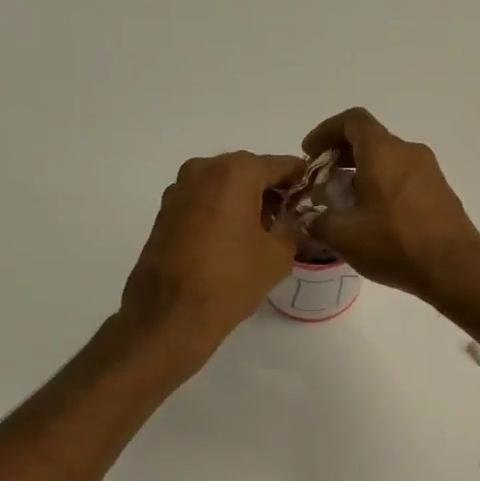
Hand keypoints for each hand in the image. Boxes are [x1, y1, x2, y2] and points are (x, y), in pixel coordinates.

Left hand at [121, 151, 303, 357]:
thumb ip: (293, 228)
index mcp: (236, 172)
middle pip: (250, 171)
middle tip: (289, 219)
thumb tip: (294, 220)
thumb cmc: (230, 281)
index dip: (302, 180)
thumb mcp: (278, 256)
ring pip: (223, 186)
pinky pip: (203, 201)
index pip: (282, 165)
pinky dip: (220, 212)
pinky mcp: (164, 212)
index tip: (315, 198)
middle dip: (271, 191)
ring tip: (261, 234)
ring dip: (244, 201)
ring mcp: (179, 189)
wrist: (169, 315)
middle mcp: (203, 169)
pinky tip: (231, 242)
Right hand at [302, 108, 479, 306]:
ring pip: (388, 160)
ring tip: (345, 204)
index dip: (325, 131)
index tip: (310, 153)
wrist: (455, 269)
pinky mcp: (440, 192)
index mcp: (383, 151)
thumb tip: (310, 219)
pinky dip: (383, 186)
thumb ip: (318, 222)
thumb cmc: (395, 244)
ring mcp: (429, 171)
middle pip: (370, 140)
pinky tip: (374, 218)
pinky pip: (404, 178)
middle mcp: (409, 152)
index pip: (352, 121)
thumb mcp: (344, 236)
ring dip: (362, 174)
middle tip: (323, 182)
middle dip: (341, 157)